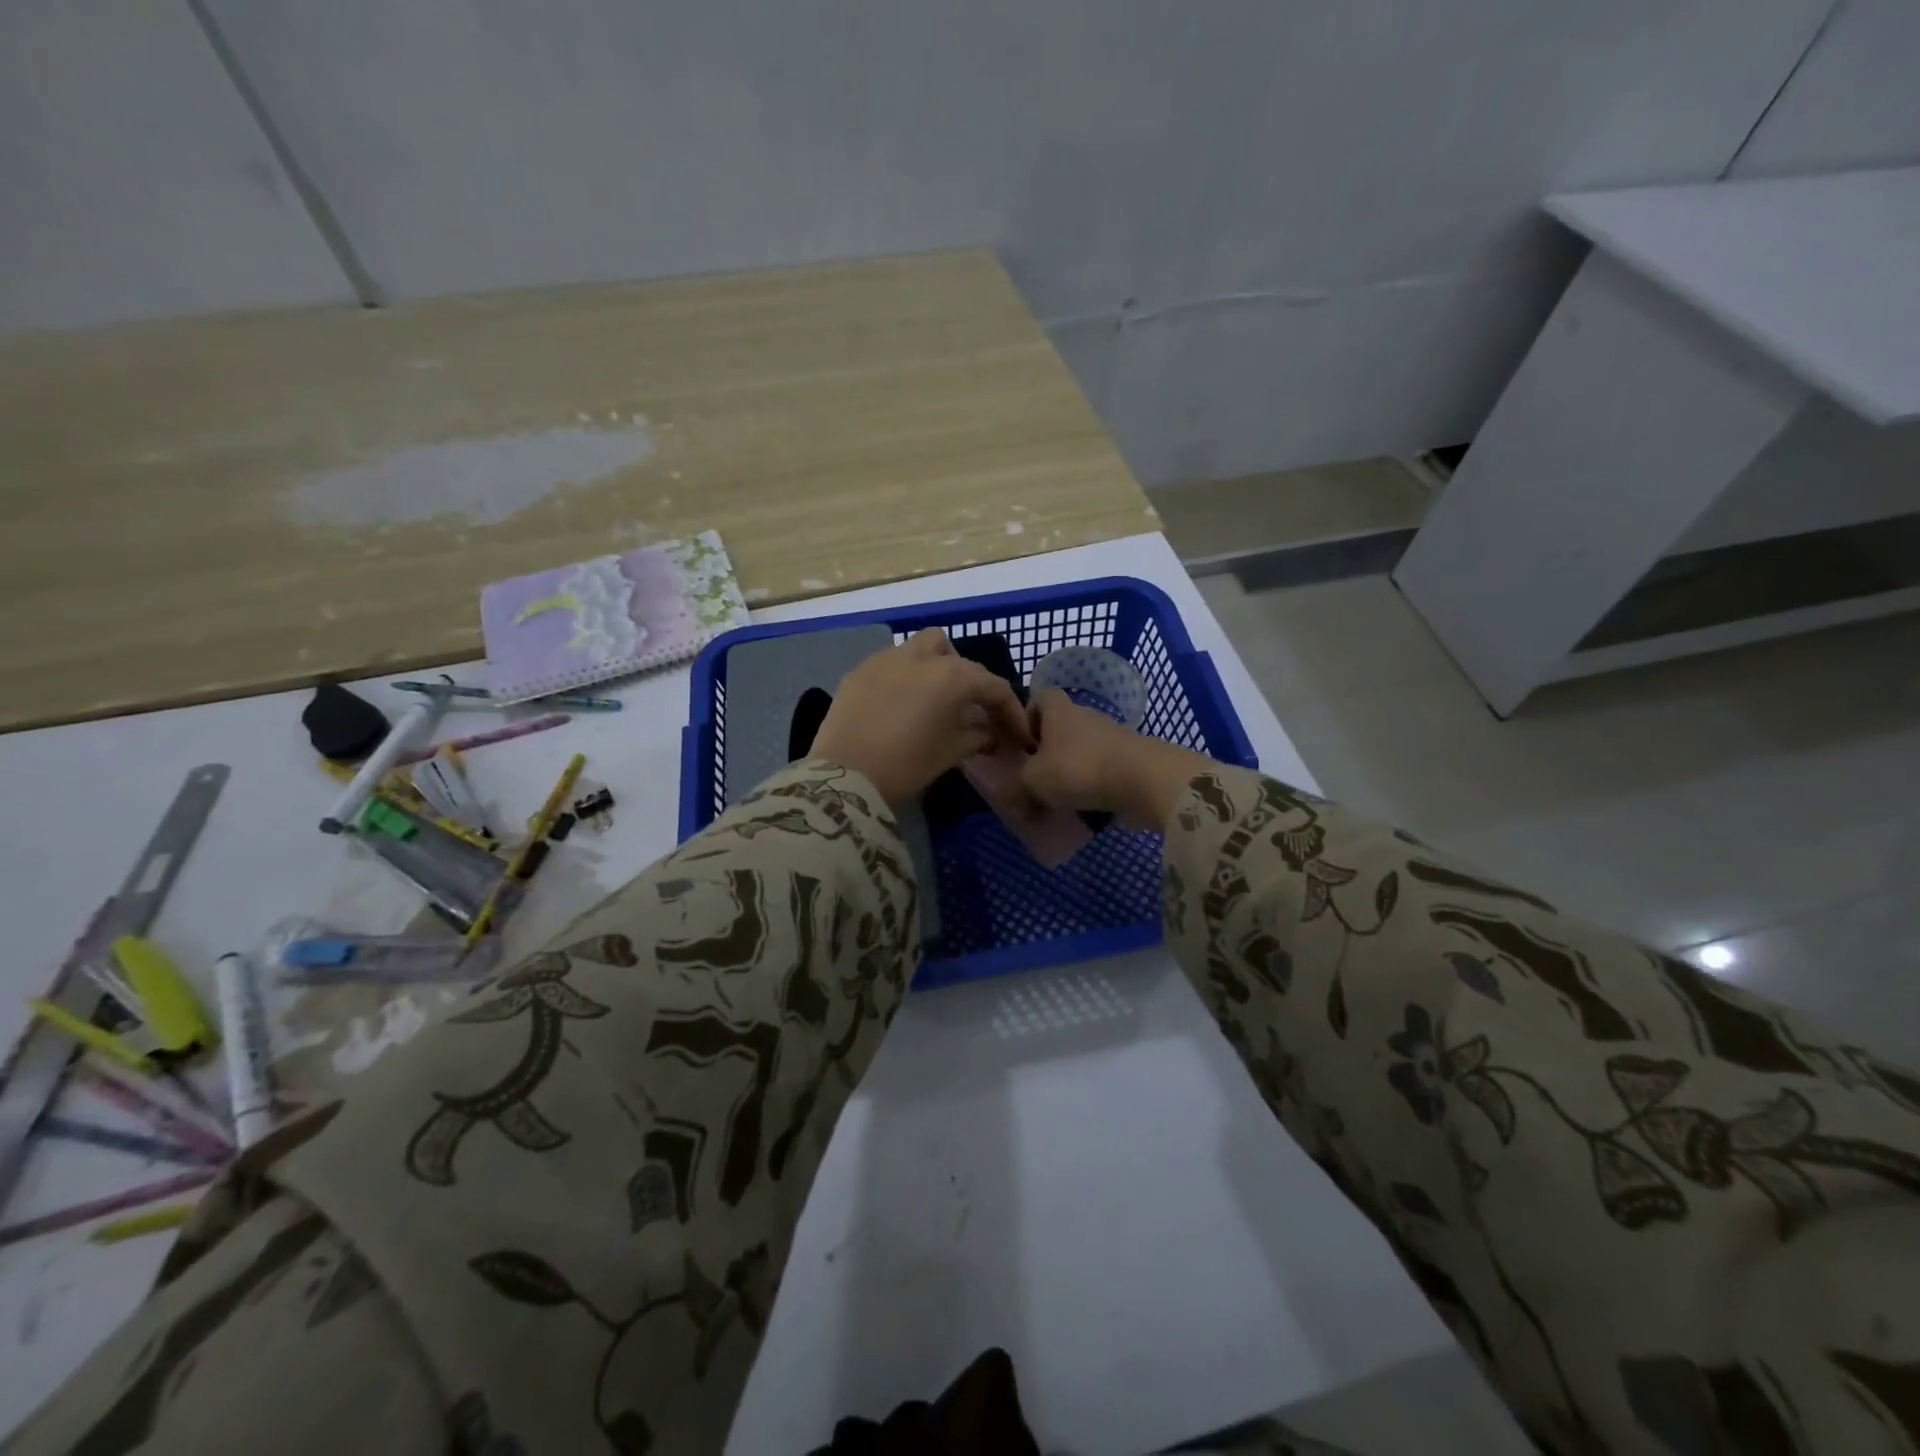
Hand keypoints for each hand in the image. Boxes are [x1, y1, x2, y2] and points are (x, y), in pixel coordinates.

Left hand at [812, 630, 1033, 805]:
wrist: (846, 775)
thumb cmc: (907, 764)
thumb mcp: (951, 753)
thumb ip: (978, 737)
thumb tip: (991, 734)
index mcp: (951, 676)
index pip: (993, 687)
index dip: (1011, 711)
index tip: (1018, 735)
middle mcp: (921, 657)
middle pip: (955, 656)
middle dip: (968, 679)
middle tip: (968, 710)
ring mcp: (885, 659)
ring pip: (920, 648)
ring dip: (933, 668)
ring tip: (931, 700)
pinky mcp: (859, 671)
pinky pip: (890, 665)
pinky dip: (903, 678)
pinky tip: (898, 706)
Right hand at [1020, 688, 1210, 830]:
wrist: (1142, 780)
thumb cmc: (1078, 769)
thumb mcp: (1033, 780)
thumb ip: (1019, 786)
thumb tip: (1018, 796)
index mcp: (1058, 711)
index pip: (1039, 697)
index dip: (1027, 717)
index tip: (1021, 744)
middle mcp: (1085, 717)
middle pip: (1061, 728)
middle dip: (1048, 753)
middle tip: (1036, 780)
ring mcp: (1111, 737)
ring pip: (1082, 751)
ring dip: (1071, 773)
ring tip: (1060, 801)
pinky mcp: (1130, 760)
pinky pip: (1103, 771)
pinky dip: (1093, 787)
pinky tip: (1086, 810)